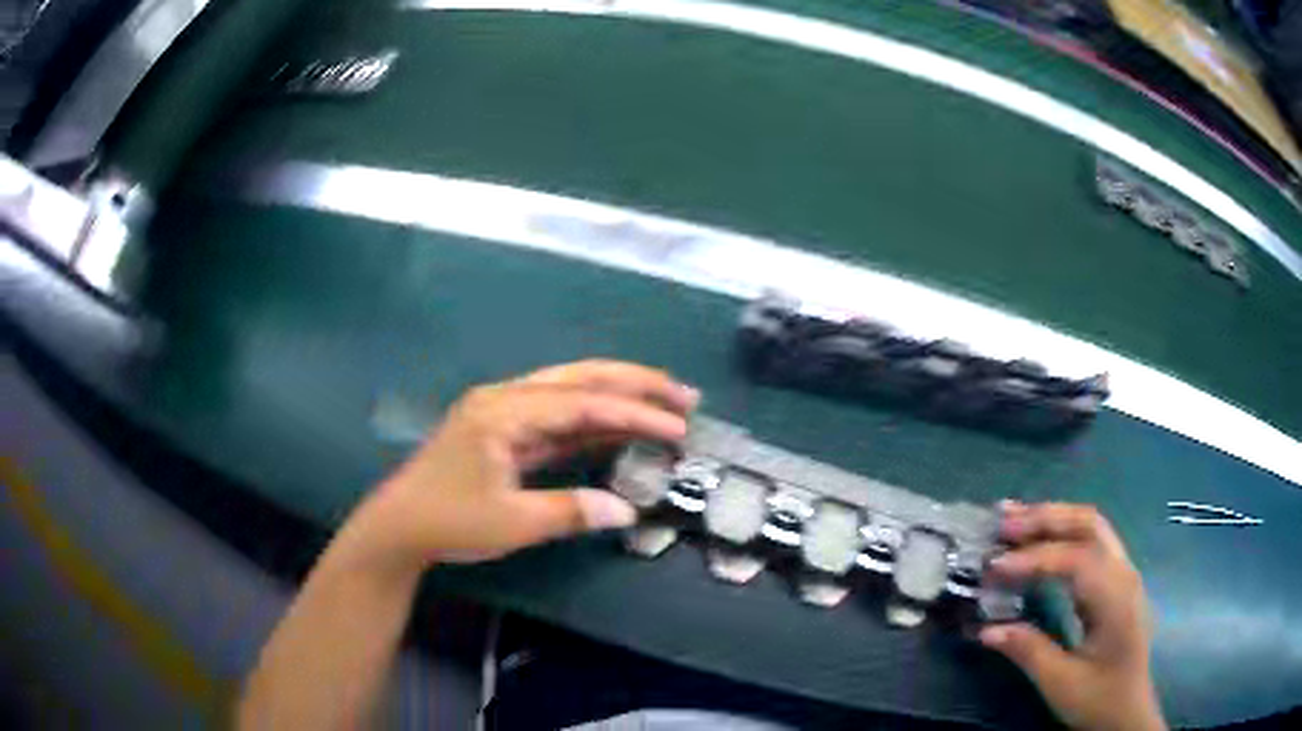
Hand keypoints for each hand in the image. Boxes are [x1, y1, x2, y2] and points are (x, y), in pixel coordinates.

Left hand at [334, 360, 697, 574]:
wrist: (399, 526)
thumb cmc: (449, 521)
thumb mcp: (511, 523)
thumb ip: (570, 512)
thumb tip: (627, 510)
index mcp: (504, 412)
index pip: (583, 404)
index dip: (636, 414)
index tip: (679, 428)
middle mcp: (507, 398)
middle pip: (581, 379)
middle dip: (636, 384)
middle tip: (686, 395)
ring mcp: (505, 411)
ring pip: (572, 390)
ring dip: (619, 395)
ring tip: (665, 402)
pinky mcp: (506, 430)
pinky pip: (558, 415)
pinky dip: (594, 419)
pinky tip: (621, 426)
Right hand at [980, 502, 1163, 730]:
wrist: (1128, 710)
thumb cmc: (1098, 698)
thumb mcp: (1060, 683)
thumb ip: (1028, 651)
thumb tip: (986, 629)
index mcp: (1114, 598)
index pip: (1076, 559)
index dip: (1033, 558)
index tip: (993, 567)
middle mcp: (1123, 573)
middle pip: (1088, 525)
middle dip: (1045, 519)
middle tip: (1001, 522)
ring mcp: (1123, 572)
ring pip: (1091, 526)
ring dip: (1053, 517)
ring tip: (1014, 517)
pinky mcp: (1116, 580)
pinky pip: (1091, 541)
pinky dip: (1063, 532)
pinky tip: (1040, 539)